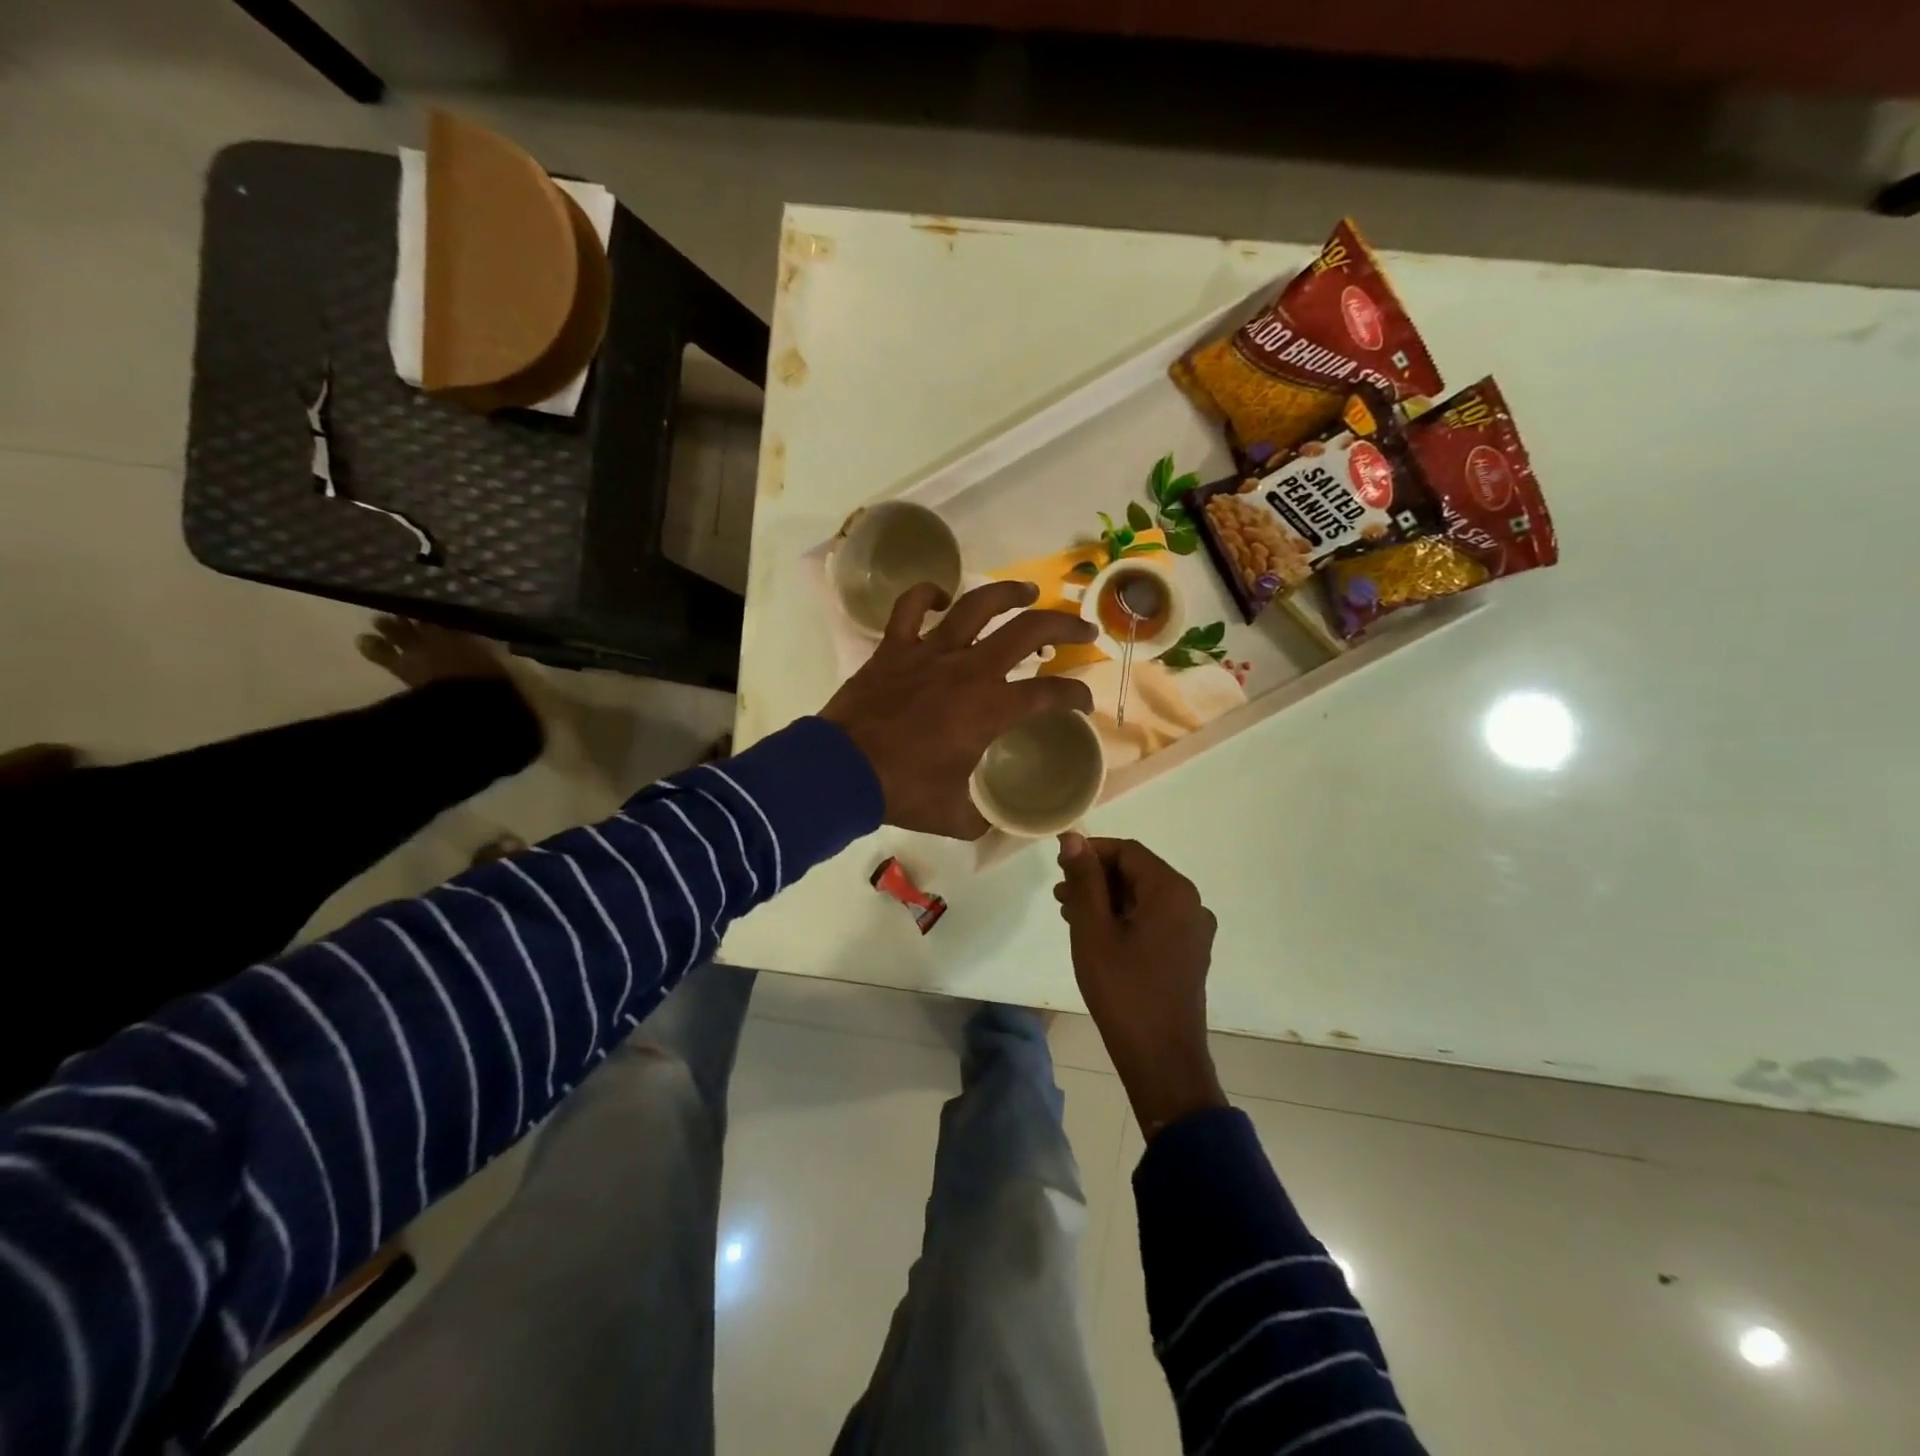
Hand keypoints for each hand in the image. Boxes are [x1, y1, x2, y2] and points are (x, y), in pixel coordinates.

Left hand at [821, 580, 1095, 837]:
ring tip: (1029, 590)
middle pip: (1029, 630)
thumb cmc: (902, 792)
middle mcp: (969, 669)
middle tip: (1083, 627)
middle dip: (1065, 625)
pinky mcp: (895, 647)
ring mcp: (930, 651)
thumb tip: (999, 822)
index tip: (1083, 701)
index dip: (1076, 694)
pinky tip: (941, 597)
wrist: (841, 772)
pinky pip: (910, 607)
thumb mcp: (956, 816)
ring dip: (1009, 593)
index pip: (1050, 693)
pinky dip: (926, 594)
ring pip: (977, 605)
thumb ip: (984, 817)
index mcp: (990, 708)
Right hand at [1055, 832, 1226, 1135]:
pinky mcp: (1190, 953)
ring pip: (1144, 897)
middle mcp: (1191, 903)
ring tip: (1070, 915)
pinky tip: (1096, 935)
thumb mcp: (1093, 930)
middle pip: (1138, 872)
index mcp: (1172, 891)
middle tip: (1059, 894)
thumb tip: (1073, 838)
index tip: (1058, 866)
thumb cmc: (1123, 990)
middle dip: (1097, 878)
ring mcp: (1194, 930)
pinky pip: (1154, 919)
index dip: (1091, 852)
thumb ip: (1084, 880)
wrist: (1162, 1060)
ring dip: (1107, 899)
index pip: (1127, 851)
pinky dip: (1124, 918)